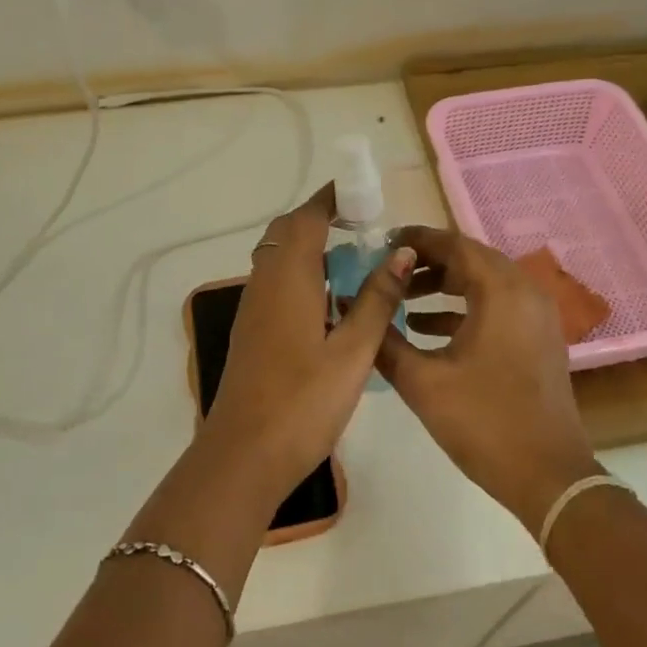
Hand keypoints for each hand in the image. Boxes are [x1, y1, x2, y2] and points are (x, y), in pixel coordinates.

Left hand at [203, 185, 413, 500]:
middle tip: (363, 226)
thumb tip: (401, 252)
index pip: (307, 218)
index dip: (331, 198)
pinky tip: (331, 302)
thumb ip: (378, 300)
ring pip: (279, 257)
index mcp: (289, 278)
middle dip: (321, 219)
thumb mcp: (353, 351)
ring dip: (311, 247)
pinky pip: (276, 282)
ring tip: (355, 260)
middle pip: (288, 232)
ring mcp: (253, 307)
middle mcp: (265, 282)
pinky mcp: (252, 329)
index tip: (362, 192)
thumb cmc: (304, 401)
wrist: (244, 454)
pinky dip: (302, 273)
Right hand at [376, 226, 601, 534]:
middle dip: (427, 262)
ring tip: (401, 299)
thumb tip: (351, 307)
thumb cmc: (484, 422)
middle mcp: (524, 291)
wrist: (549, 477)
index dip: (416, 240)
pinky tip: (425, 327)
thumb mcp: (423, 382)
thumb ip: (383, 339)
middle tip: (388, 269)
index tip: (381, 243)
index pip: (454, 244)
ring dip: (443, 285)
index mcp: (500, 291)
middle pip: (470, 259)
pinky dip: (462, 307)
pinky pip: (496, 305)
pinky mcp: (537, 338)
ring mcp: (536, 315)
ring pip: (483, 282)